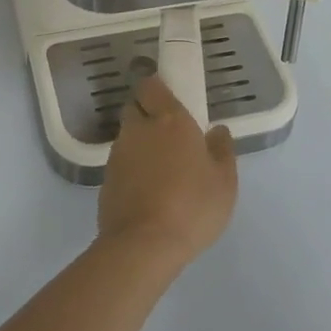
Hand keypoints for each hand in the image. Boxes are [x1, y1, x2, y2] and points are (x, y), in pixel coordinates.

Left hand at [98, 74, 237, 268]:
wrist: (144, 244)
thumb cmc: (192, 206)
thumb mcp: (224, 182)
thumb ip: (222, 150)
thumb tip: (218, 130)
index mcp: (170, 120)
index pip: (151, 86)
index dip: (157, 90)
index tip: (169, 100)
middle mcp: (139, 129)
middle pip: (135, 107)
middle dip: (146, 113)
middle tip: (167, 135)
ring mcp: (118, 153)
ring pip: (126, 135)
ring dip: (139, 143)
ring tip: (159, 168)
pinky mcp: (106, 178)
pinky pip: (120, 162)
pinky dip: (131, 168)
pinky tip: (146, 190)